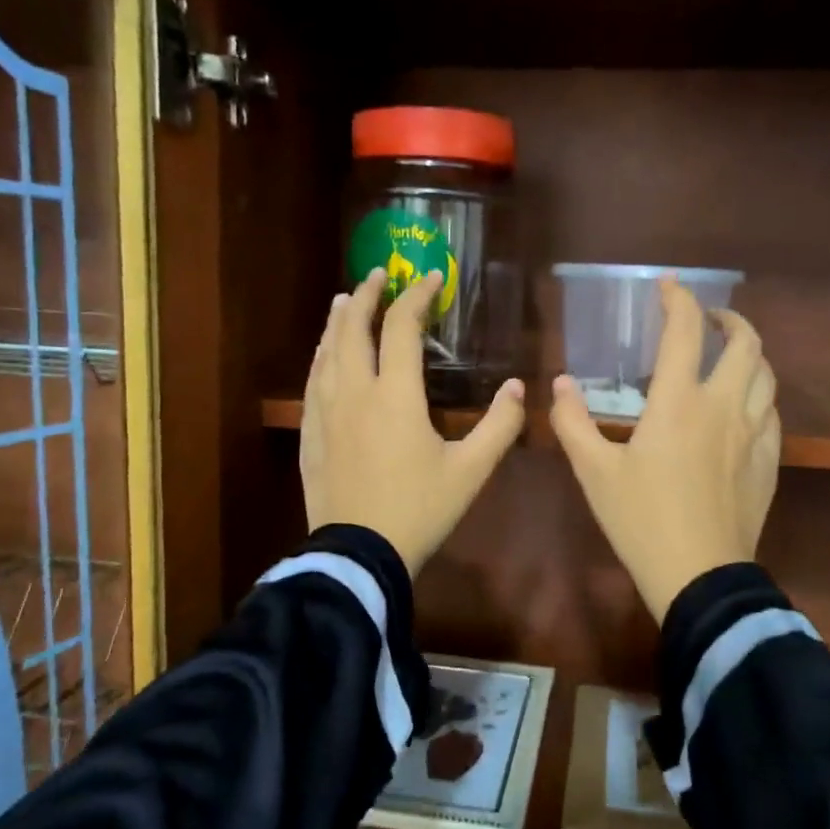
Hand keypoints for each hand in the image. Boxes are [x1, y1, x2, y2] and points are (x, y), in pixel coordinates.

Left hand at [301, 267, 526, 576]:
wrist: (359, 554)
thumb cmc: (419, 510)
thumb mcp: (471, 471)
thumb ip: (499, 426)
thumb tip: (518, 387)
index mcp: (395, 395)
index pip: (403, 328)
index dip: (417, 297)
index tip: (431, 278)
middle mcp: (355, 392)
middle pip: (354, 328)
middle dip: (368, 296)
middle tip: (378, 274)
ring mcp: (326, 412)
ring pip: (327, 352)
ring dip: (338, 321)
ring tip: (345, 300)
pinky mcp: (311, 434)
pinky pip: (313, 381)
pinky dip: (321, 356)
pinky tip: (324, 355)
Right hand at [549, 278, 779, 622]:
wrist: (699, 576)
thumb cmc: (640, 520)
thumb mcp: (593, 472)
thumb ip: (573, 422)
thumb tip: (560, 384)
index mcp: (679, 402)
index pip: (685, 332)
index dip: (678, 300)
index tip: (668, 286)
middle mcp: (724, 407)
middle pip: (745, 344)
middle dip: (728, 320)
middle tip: (708, 320)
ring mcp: (753, 435)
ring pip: (767, 376)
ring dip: (750, 354)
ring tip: (730, 356)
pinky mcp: (767, 462)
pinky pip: (773, 413)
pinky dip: (760, 395)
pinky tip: (746, 407)